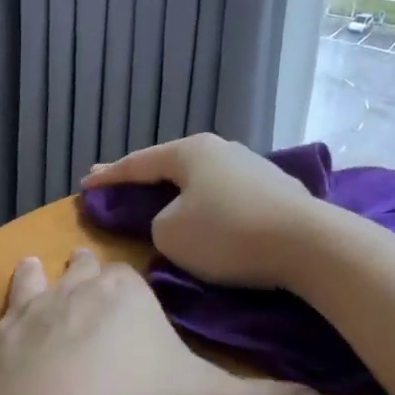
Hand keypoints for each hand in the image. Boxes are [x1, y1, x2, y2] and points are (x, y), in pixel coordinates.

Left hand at [0, 248, 322, 394]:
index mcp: (126, 299)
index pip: (130, 282)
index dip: (130, 287)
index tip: (130, 291)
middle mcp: (71, 295)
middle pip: (76, 273)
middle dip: (79, 270)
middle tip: (77, 264)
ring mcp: (20, 319)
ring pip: (23, 288)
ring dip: (26, 280)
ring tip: (26, 266)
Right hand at [81, 133, 322, 288]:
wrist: (309, 245)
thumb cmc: (228, 235)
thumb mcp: (170, 234)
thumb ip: (156, 222)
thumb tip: (174, 219)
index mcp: (190, 151)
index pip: (137, 163)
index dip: (108, 176)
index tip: (85, 184)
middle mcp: (221, 149)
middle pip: (170, 164)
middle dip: (142, 178)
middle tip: (116, 184)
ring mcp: (252, 166)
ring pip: (201, 179)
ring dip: (178, 191)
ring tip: (162, 201)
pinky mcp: (276, 189)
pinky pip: (226, 194)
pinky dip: (207, 203)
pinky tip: (208, 215)